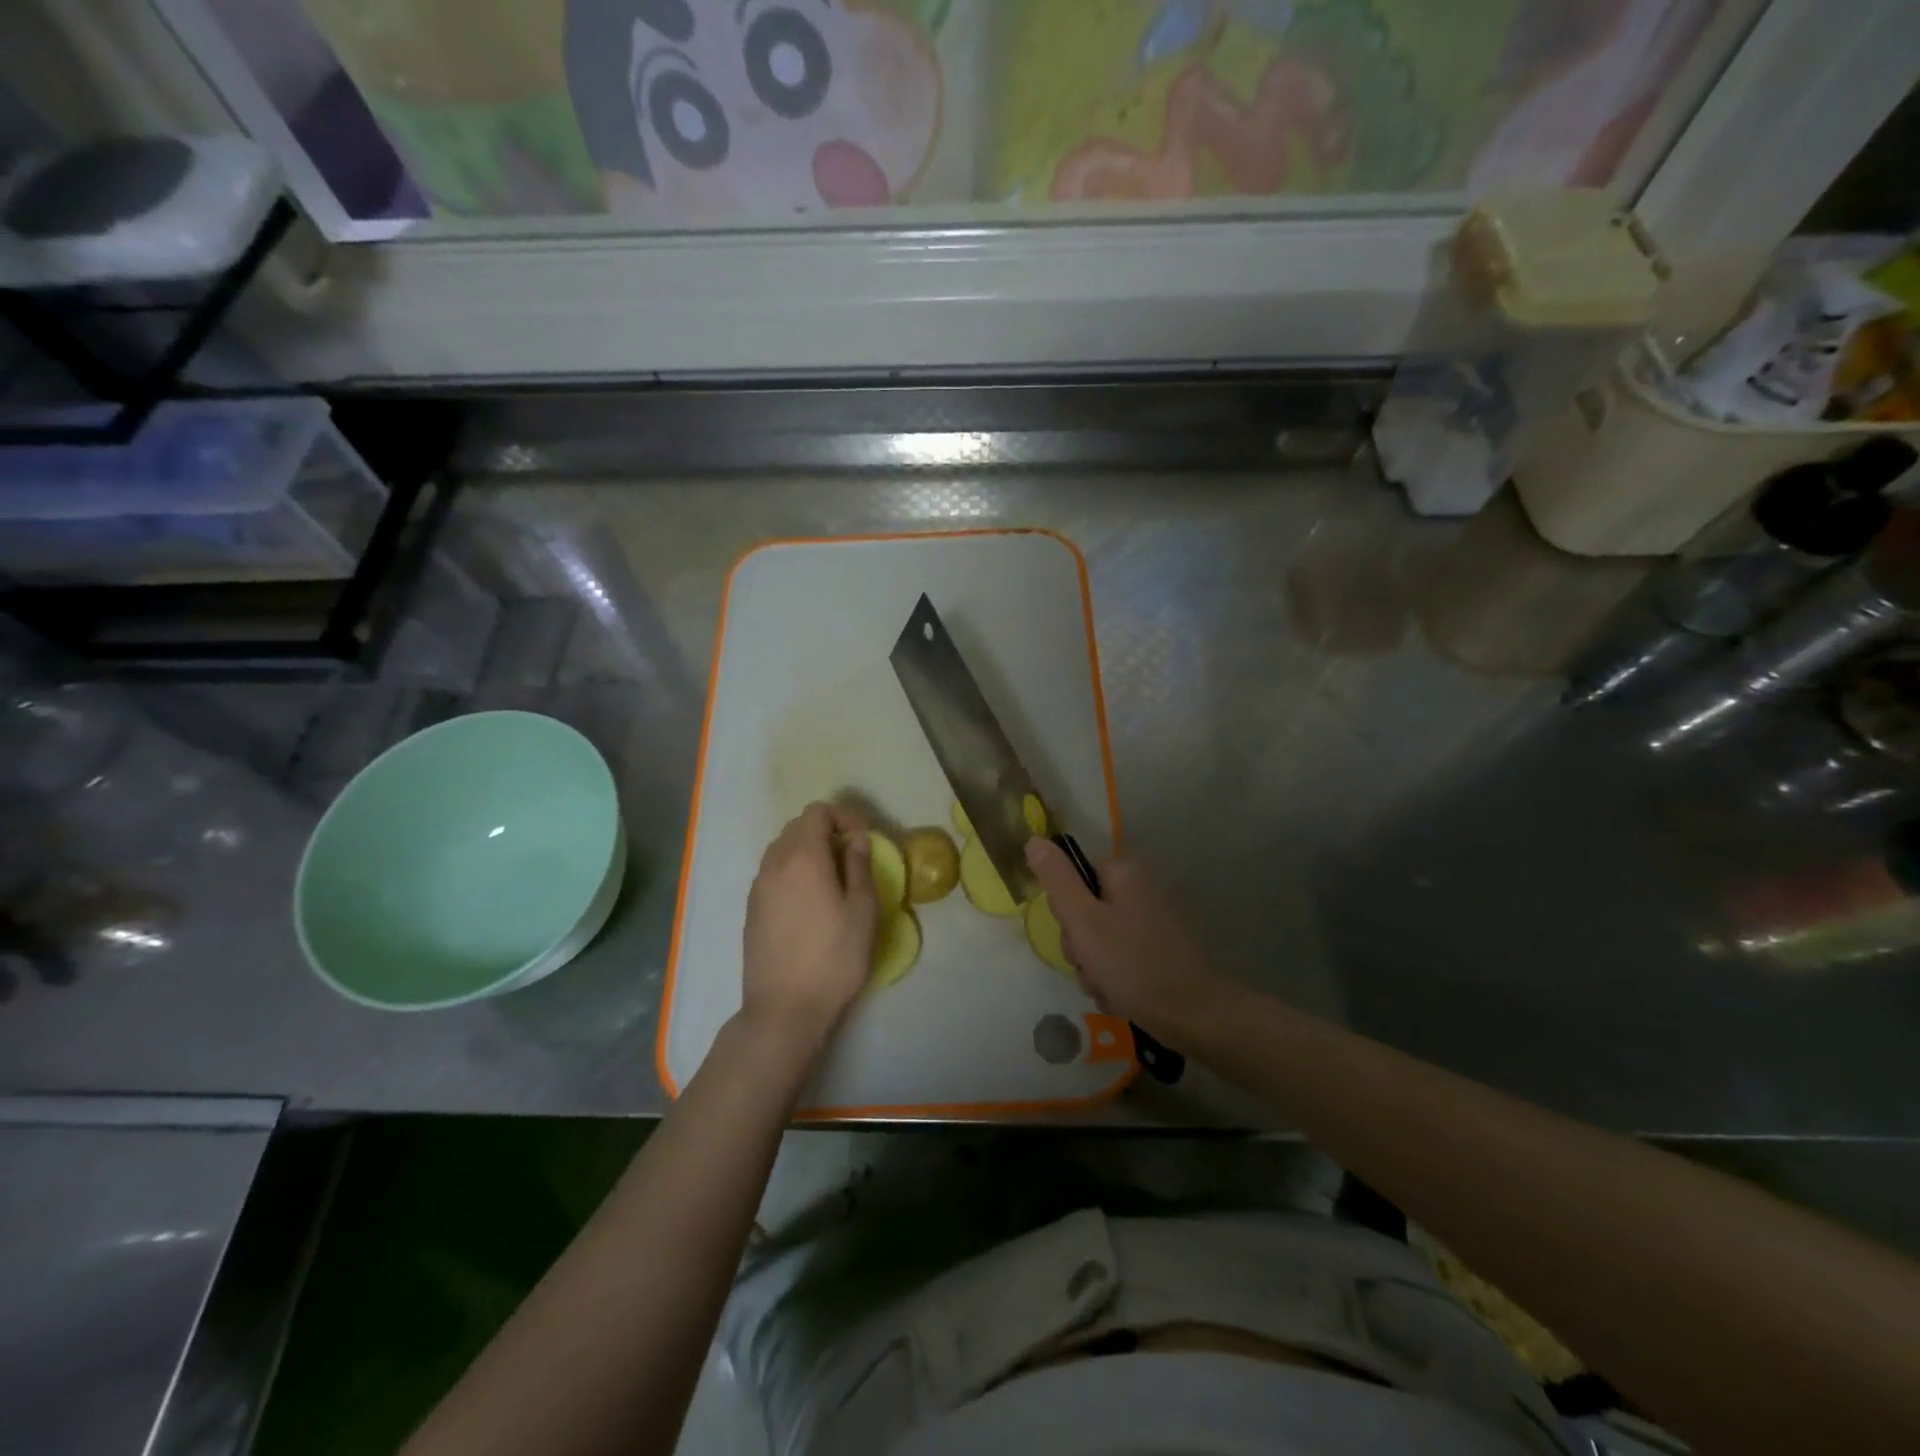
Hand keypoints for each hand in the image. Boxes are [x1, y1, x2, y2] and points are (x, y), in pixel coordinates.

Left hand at [739, 802, 878, 1058]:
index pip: (817, 812)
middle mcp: (774, 864)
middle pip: (797, 827)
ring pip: (781, 849)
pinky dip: (792, 872)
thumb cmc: (834, 958)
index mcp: (803, 857)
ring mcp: (757, 887)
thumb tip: (857, 841)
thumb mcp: (862, 911)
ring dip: (807, 851)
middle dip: (826, 832)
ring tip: (831, 879)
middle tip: (851, 857)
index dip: (844, 817)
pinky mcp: (751, 910)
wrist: (784, 1009)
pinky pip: (772, 873)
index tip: (864, 840)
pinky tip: (809, 902)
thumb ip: (859, 867)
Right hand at [1025, 838, 1224, 1038]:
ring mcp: (1148, 922)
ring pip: (1096, 941)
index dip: (1067, 913)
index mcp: (1124, 873)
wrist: (1190, 1014)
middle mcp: (1138, 890)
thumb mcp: (1083, 920)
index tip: (1078, 937)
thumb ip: (1057, 879)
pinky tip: (1119, 995)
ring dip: (1092, 968)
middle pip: (1083, 912)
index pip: (1072, 881)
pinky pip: (1115, 959)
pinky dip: (1111, 978)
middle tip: (1092, 965)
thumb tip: (1033, 839)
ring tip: (1107, 986)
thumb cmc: (1132, 962)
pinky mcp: (1154, 950)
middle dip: (1080, 947)